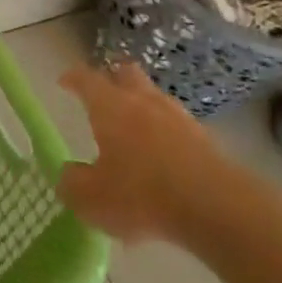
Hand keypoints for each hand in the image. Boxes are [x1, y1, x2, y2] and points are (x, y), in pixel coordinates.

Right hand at [56, 63, 251, 245]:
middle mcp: (144, 102)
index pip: (87, 79)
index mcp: (110, 106)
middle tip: (102, 89)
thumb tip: (69, 174)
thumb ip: (73, 184)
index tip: (64, 81)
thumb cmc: (141, 195)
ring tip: (133, 127)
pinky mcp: (206, 142)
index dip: (73, 78)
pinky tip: (162, 161)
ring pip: (156, 99)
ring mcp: (179, 119)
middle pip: (127, 73)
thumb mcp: (91, 198)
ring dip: (142, 106)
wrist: (217, 208)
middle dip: (112, 76)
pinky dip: (165, 135)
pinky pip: (178, 128)